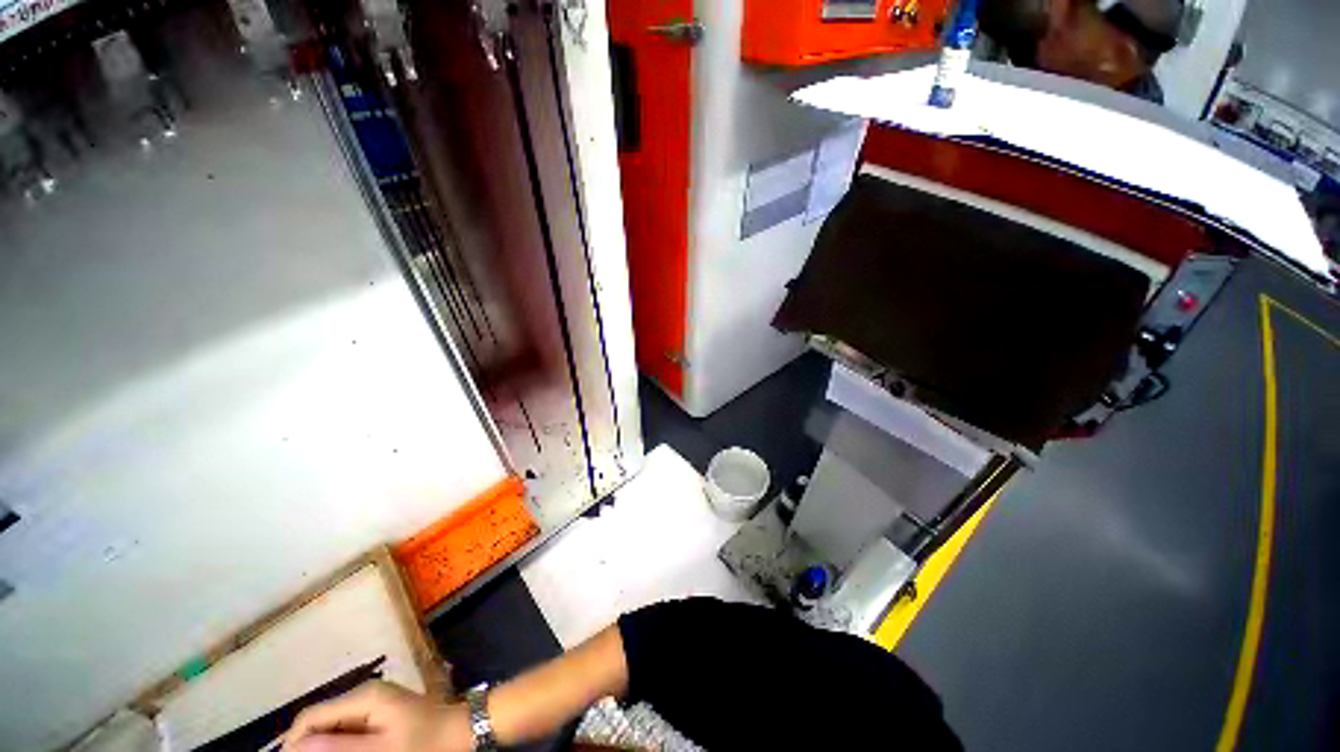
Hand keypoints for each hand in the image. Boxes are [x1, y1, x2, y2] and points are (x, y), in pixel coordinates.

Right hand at [282, 680, 473, 751]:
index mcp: (363, 697)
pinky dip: (339, 747)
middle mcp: (364, 695)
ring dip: (323, 748)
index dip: (293, 743)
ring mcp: (373, 704)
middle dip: (307, 747)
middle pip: (319, 721)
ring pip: (332, 728)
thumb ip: (340, 749)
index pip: (310, 717)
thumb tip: (297, 747)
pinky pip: (347, 731)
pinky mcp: (380, 715)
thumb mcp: (382, 750)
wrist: (461, 732)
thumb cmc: (425, 743)